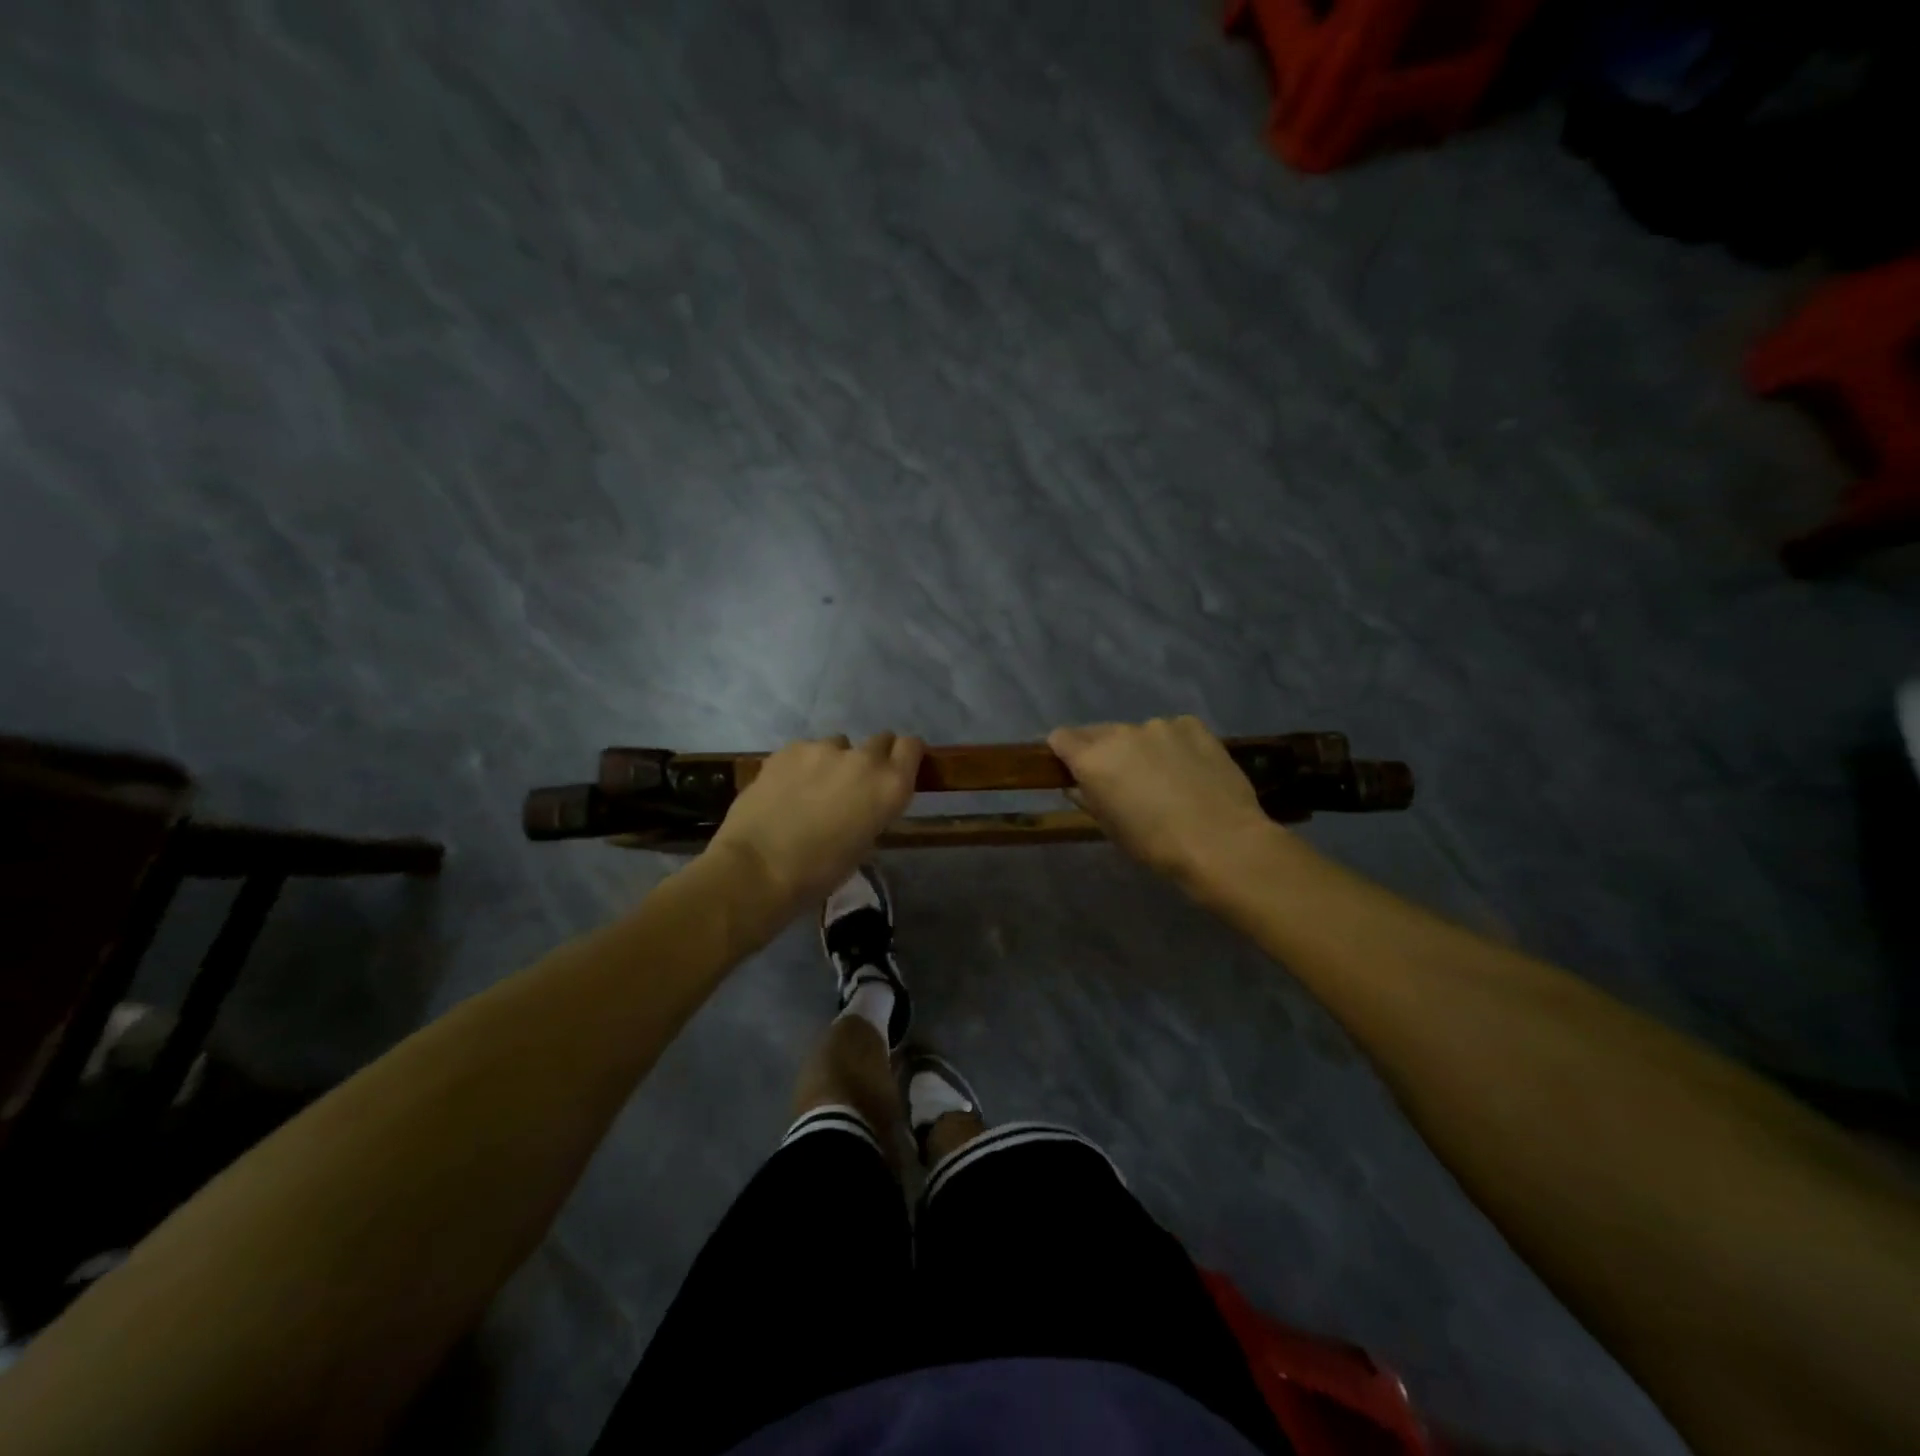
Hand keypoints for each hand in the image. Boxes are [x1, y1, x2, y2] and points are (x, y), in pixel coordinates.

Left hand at [708, 733, 923, 914]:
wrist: (758, 868)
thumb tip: (864, 803)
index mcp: (890, 786)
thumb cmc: (820, 872)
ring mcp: (824, 749)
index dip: (904, 757)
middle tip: (853, 785)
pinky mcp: (789, 749)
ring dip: (834, 762)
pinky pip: (806, 750)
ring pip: (839, 745)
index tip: (895, 771)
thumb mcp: (864, 846)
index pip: (911, 746)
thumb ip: (872, 811)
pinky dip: (802, 765)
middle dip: (871, 758)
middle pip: (879, 740)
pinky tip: (786, 789)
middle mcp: (864, 759)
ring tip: (812, 789)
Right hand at [1048, 716, 1275, 887]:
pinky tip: (1190, 770)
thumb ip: (1088, 799)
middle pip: (1099, 733)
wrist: (1220, 841)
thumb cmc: (1155, 844)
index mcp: (1092, 759)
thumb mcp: (1110, 828)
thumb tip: (1077, 785)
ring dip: (1141, 749)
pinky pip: (1172, 731)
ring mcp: (1159, 725)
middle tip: (1122, 781)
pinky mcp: (1192, 725)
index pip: (1061, 738)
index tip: (1073, 770)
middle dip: (1103, 752)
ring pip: (1138, 733)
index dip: (1064, 753)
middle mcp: (1121, 733)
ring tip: (1164, 778)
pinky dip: (1173, 746)